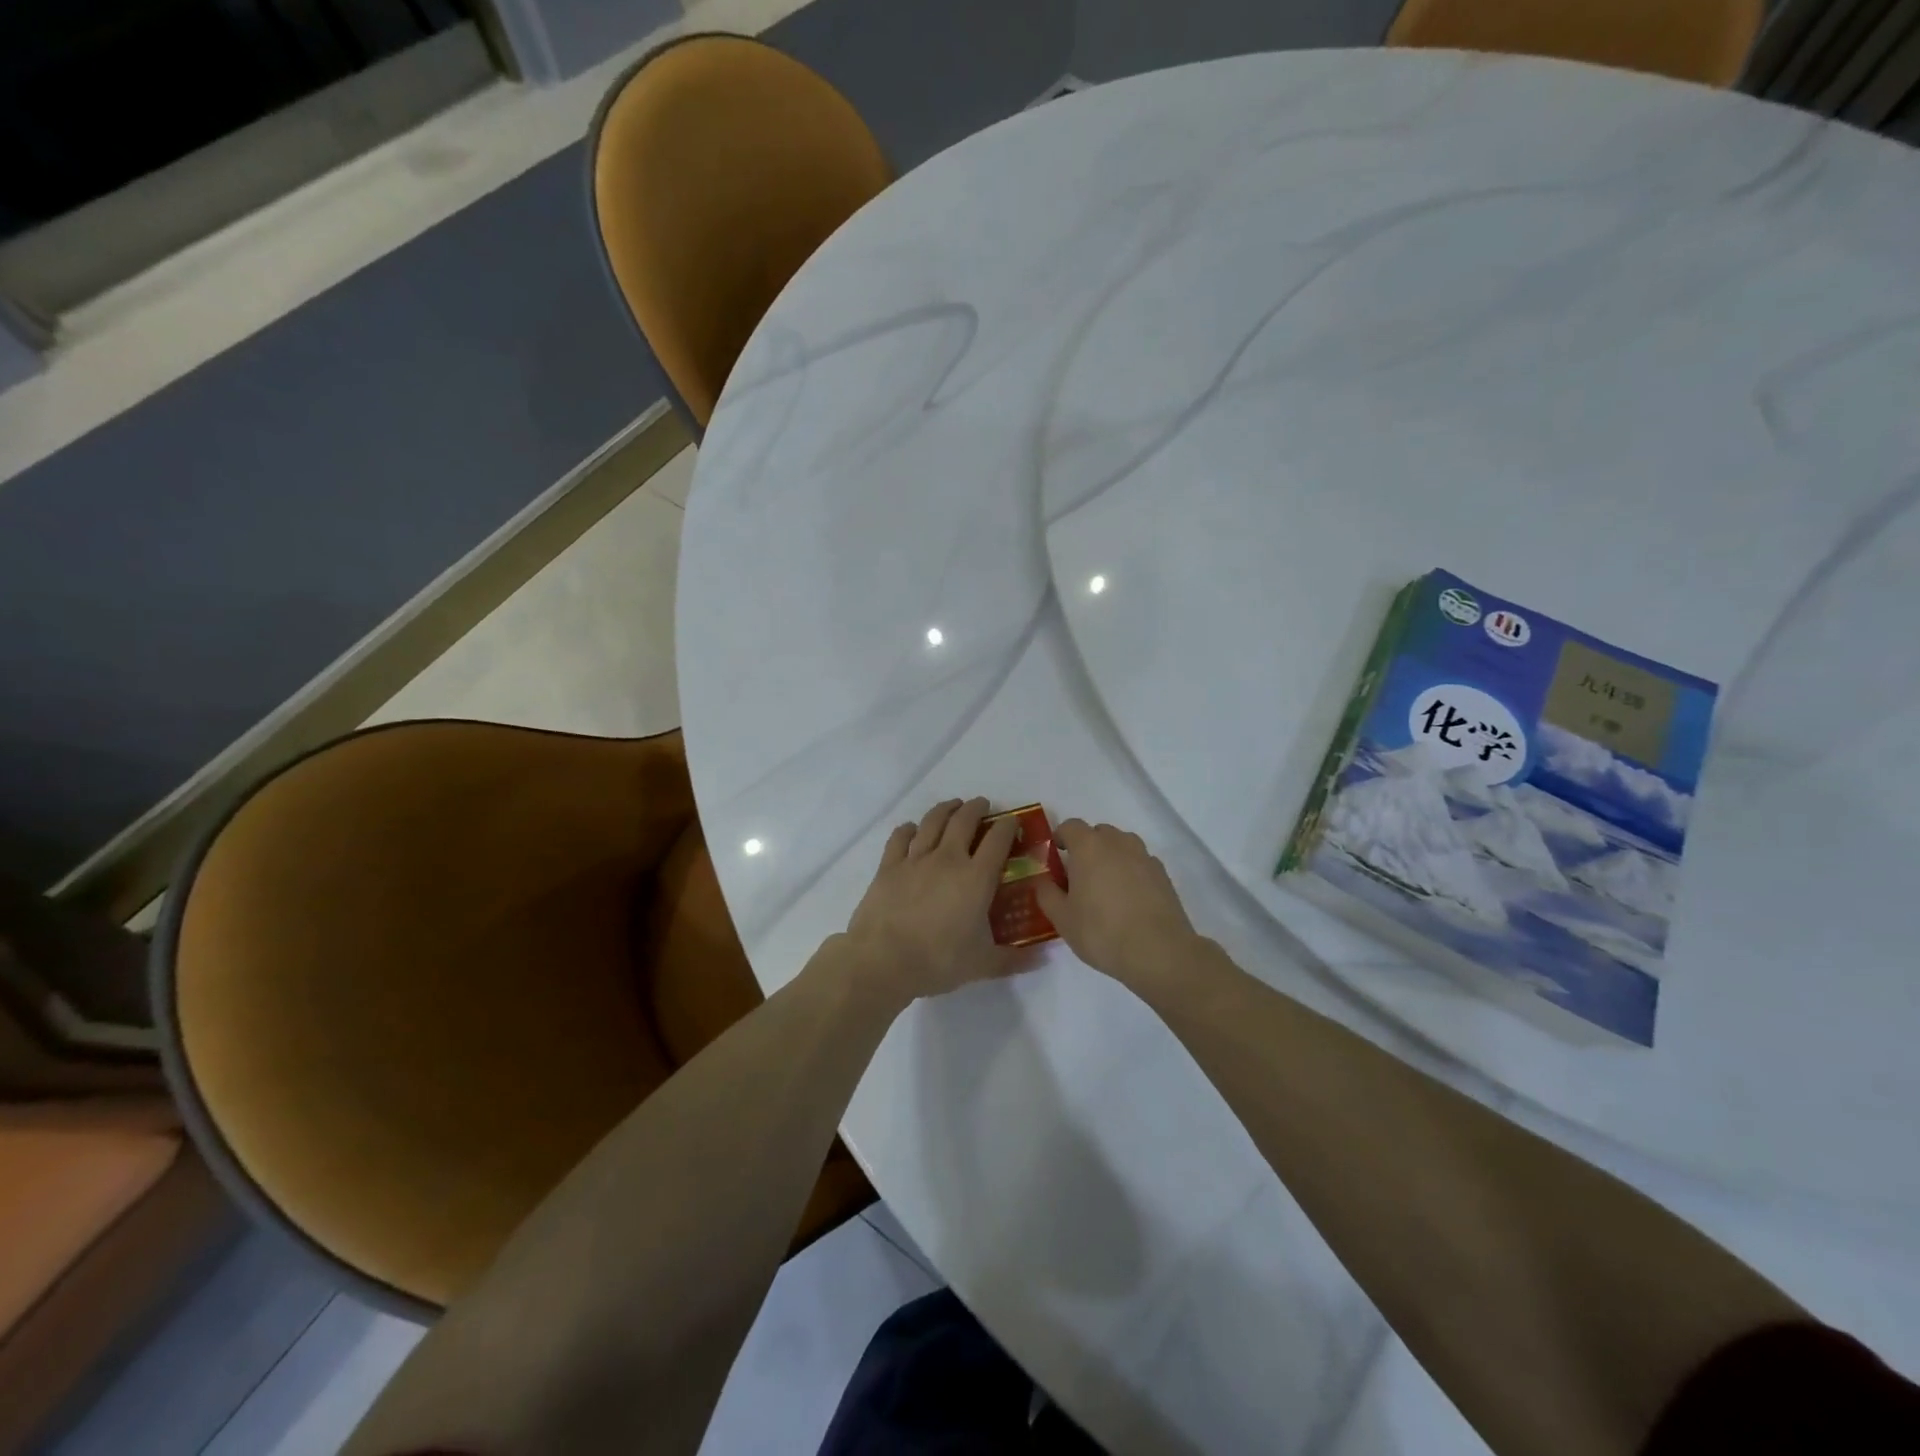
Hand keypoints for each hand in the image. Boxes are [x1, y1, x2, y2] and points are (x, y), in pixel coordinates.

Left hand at [841, 798, 1028, 1002]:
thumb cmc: (938, 960)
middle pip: (964, 820)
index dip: (1008, 826)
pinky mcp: (888, 866)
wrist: (884, 960)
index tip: (1012, 821)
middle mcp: (948, 858)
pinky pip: (900, 838)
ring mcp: (915, 859)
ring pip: (932, 821)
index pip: (998, 840)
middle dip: (976, 808)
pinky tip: (912, 828)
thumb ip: (1013, 960)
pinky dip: (908, 829)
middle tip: (982, 805)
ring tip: (952, 806)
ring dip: (945, 809)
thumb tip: (1042, 959)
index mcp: (976, 877)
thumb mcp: (982, 964)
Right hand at [1033, 820, 1201, 989]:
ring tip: (1105, 886)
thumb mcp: (1062, 918)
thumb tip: (1042, 880)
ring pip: (1122, 845)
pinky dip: (1131, 871)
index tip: (1056, 855)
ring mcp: (1144, 857)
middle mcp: (1118, 843)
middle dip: (1087, 847)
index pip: (1070, 826)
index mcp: (1089, 847)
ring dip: (1111, 857)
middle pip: (1099, 833)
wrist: (1158, 952)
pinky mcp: (1163, 874)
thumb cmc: (1101, 932)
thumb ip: (1046, 894)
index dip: (1061, 837)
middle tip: (1079, 875)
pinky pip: (1140, 863)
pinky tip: (1129, 899)